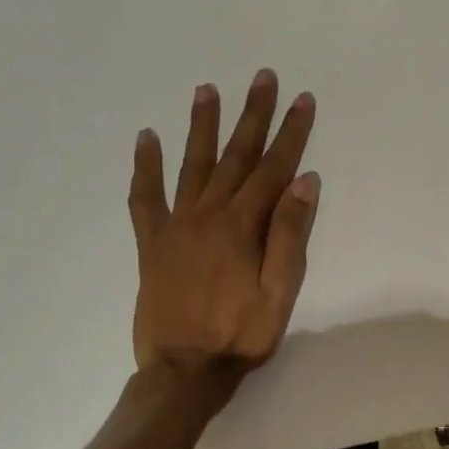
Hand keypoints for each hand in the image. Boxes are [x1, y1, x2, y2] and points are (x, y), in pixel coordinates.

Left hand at [129, 70, 319, 397]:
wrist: (184, 371)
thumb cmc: (242, 334)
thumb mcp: (281, 291)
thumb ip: (290, 234)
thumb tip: (304, 181)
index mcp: (243, 225)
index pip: (274, 167)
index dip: (291, 132)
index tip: (302, 99)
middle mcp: (208, 214)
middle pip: (236, 155)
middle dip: (252, 114)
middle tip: (262, 77)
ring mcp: (176, 225)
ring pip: (192, 164)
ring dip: (202, 126)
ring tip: (207, 89)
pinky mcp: (151, 243)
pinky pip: (144, 198)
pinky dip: (144, 167)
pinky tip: (145, 139)